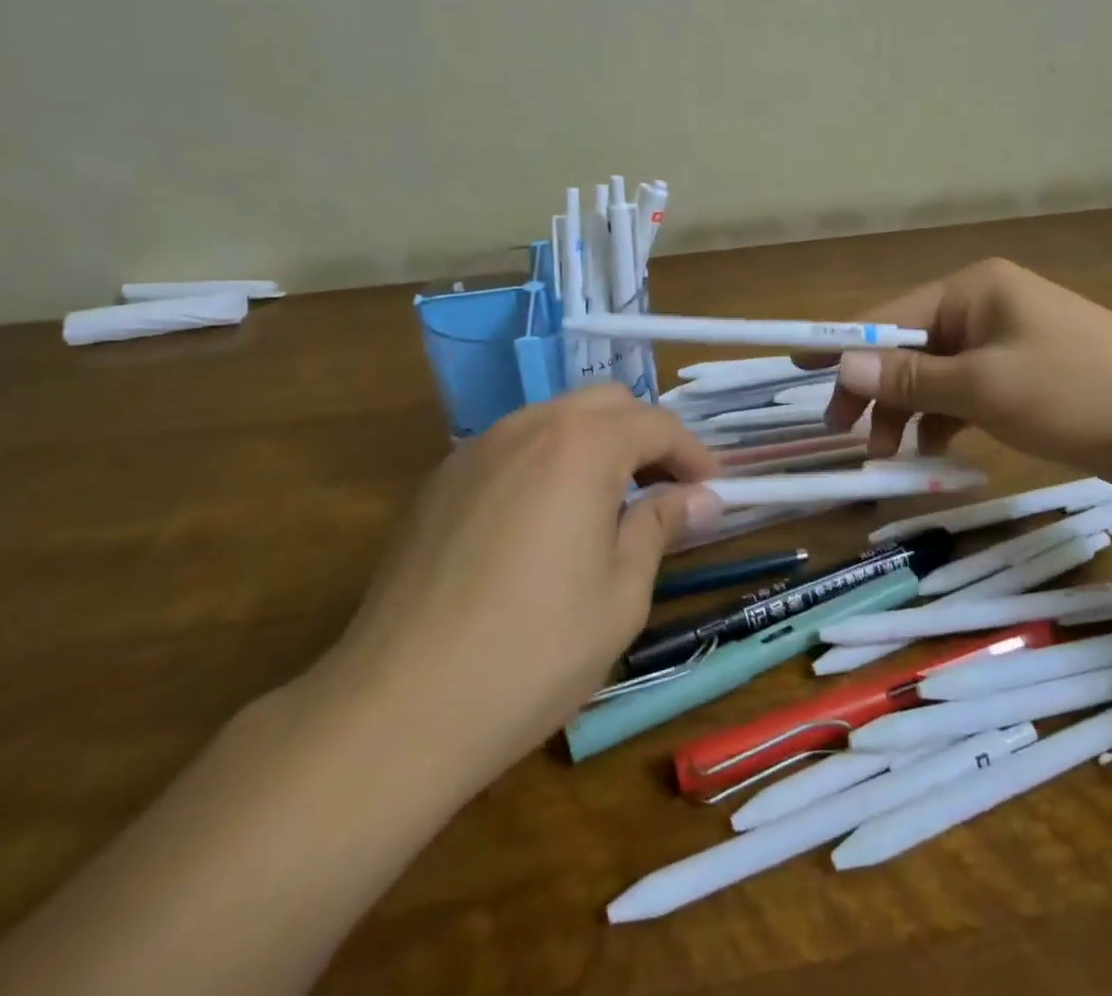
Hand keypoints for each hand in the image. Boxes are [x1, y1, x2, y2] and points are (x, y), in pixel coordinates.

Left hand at [315, 385, 720, 795]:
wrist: (398, 706)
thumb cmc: (534, 651)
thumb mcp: (621, 594)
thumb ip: (660, 526)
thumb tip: (699, 498)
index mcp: (581, 445)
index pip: (655, 425)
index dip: (693, 454)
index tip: (713, 490)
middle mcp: (528, 426)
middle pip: (605, 405)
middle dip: (645, 437)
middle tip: (665, 490)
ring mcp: (477, 449)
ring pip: (555, 419)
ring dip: (595, 445)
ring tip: (609, 505)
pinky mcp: (441, 480)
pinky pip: (512, 447)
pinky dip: (548, 462)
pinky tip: (545, 521)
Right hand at [817, 257, 1111, 488]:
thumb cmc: (1080, 392)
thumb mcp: (984, 387)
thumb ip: (908, 378)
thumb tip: (840, 365)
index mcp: (972, 290)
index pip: (888, 314)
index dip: (841, 343)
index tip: (796, 367)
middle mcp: (984, 307)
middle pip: (908, 347)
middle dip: (874, 389)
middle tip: (843, 434)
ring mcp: (1006, 343)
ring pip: (934, 375)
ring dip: (907, 412)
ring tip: (887, 457)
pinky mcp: (1024, 378)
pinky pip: (965, 393)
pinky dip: (944, 419)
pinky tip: (932, 451)